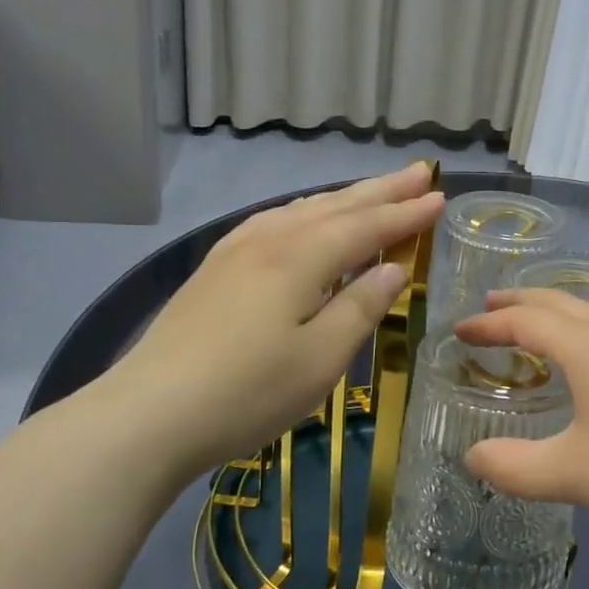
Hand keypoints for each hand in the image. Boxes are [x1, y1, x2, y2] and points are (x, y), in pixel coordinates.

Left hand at [97, 163, 446, 489]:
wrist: (148, 415)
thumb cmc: (247, 392)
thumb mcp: (321, 358)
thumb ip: (361, 307)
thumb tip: (394, 268)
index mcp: (300, 258)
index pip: (366, 226)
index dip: (406, 213)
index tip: (441, 196)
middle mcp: (269, 240)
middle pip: (336, 206)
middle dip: (381, 190)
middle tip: (420, 172)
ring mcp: (236, 251)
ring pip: (302, 209)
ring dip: (345, 197)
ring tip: (374, 189)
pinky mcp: (215, 268)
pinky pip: (275, 220)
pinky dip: (306, 211)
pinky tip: (304, 216)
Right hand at [455, 291, 588, 566]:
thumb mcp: (572, 473)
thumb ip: (515, 467)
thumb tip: (472, 457)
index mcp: (586, 349)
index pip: (527, 321)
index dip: (489, 324)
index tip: (459, 332)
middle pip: (559, 303)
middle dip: (520, 301)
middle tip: (489, 306)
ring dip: (555, 306)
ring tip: (536, 318)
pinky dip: (585, 323)